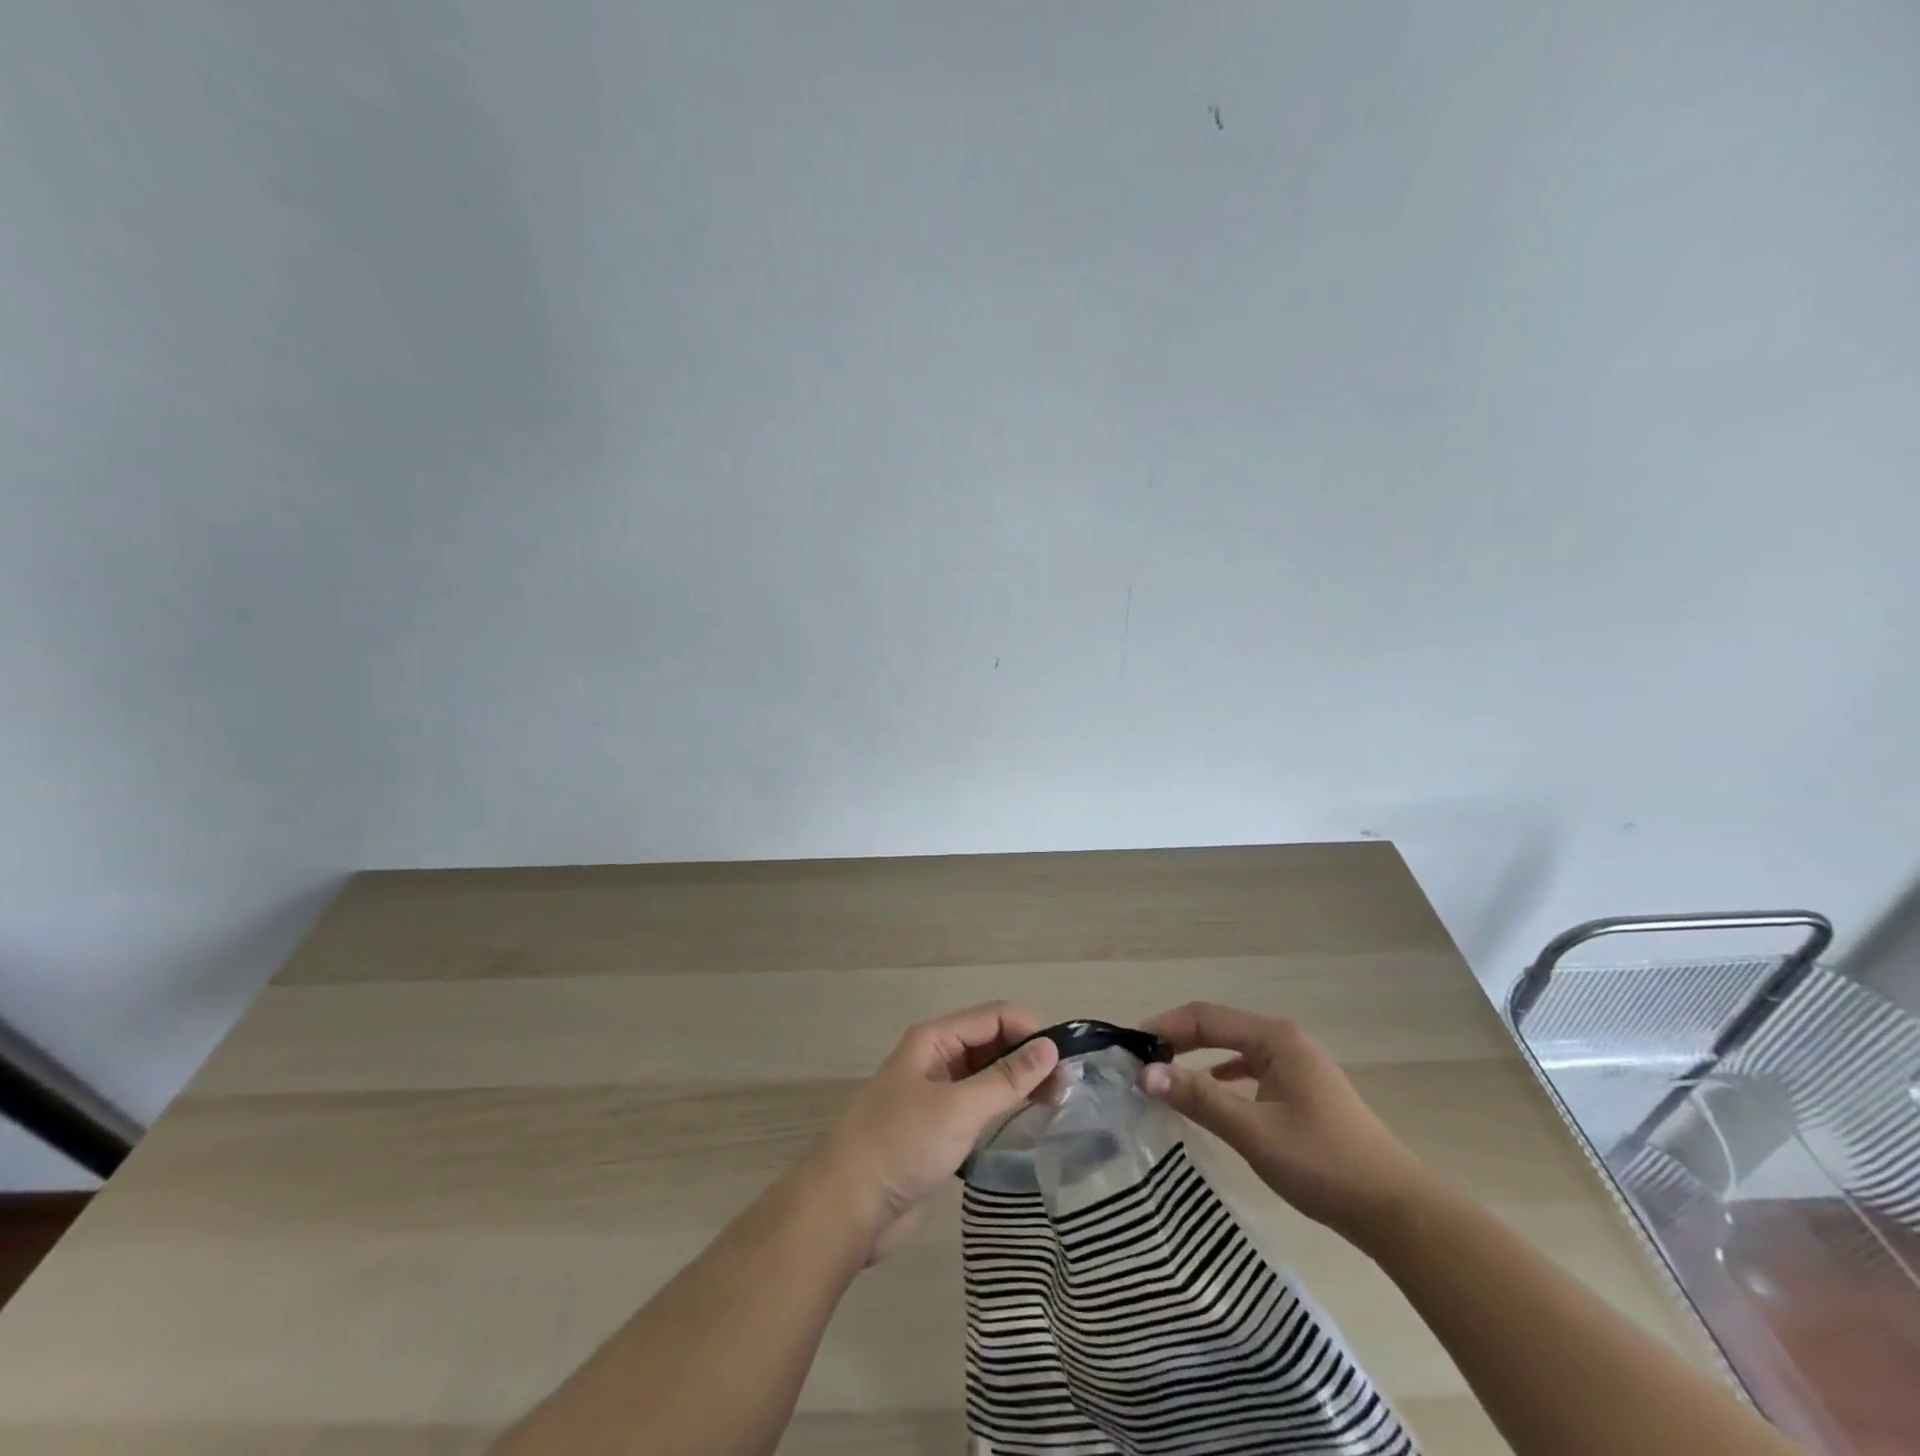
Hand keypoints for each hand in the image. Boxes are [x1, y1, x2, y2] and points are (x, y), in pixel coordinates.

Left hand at [804, 1002, 1059, 1260]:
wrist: (846, 1208)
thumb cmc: (902, 1144)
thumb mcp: (958, 1107)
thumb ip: (1007, 1078)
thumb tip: (1050, 1046)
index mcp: (934, 1040)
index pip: (993, 1016)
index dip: (1030, 1031)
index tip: (1068, 1061)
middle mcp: (935, 1059)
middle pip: (990, 1044)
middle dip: (1027, 1058)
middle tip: (1067, 1090)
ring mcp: (935, 1096)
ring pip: (985, 1077)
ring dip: (1017, 1085)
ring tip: (1056, 1107)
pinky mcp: (936, 1131)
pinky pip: (977, 1108)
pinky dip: (1002, 1111)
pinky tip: (1026, 1127)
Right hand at [1138, 1002, 1430, 1248]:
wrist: (1396, 1210)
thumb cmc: (1322, 1163)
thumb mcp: (1253, 1131)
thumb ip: (1198, 1098)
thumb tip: (1144, 1073)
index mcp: (1274, 1037)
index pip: (1205, 1017)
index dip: (1164, 1026)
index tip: (1129, 1045)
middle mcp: (1284, 1039)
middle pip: (1218, 1026)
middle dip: (1177, 1038)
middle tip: (1140, 1059)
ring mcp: (1296, 1063)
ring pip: (1233, 1047)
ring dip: (1198, 1056)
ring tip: (1164, 1073)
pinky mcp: (1302, 1088)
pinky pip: (1249, 1067)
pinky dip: (1221, 1074)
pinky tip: (1210, 1092)